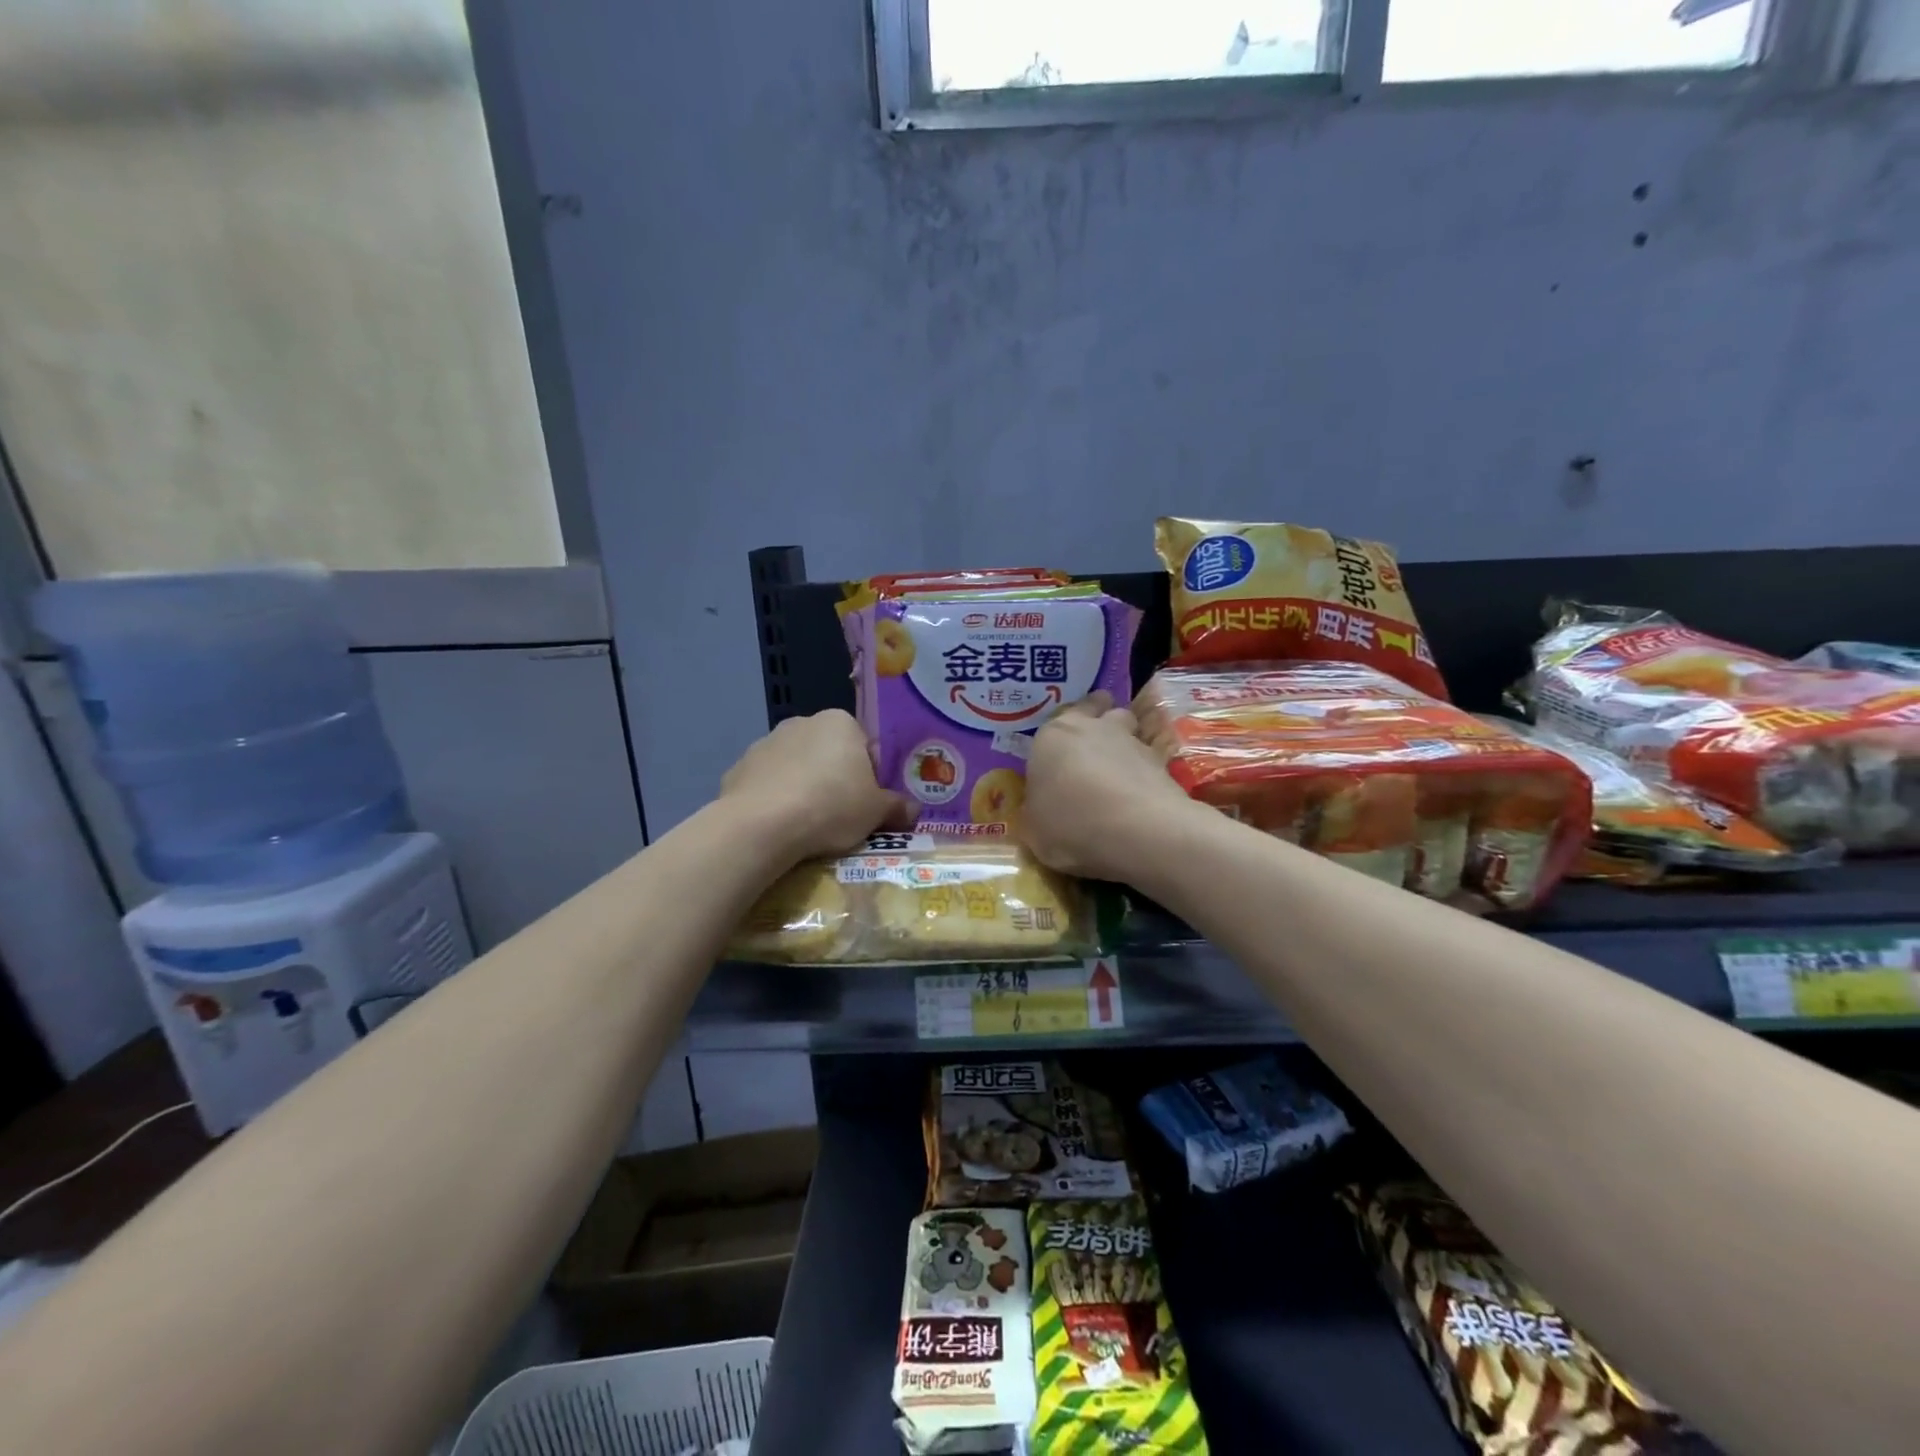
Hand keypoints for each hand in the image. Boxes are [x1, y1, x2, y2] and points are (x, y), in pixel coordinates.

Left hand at [721, 710, 913, 862]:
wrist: (762, 825)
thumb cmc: (831, 806)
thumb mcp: (876, 812)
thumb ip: (897, 807)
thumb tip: (914, 811)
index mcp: (840, 723)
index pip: (865, 747)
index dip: (871, 777)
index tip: (870, 804)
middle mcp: (802, 722)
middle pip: (829, 754)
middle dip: (836, 779)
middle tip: (842, 816)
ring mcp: (766, 743)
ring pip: (796, 767)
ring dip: (804, 787)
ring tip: (809, 825)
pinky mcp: (739, 768)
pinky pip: (768, 784)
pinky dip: (775, 799)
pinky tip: (780, 826)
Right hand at [1020, 692, 1199, 882]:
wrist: (1136, 830)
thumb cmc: (1070, 823)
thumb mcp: (1035, 829)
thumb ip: (1038, 811)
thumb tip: (1044, 811)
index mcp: (1053, 736)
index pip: (1059, 716)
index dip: (1064, 729)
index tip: (1063, 747)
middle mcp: (1093, 728)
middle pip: (1102, 709)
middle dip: (1101, 720)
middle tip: (1095, 747)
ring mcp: (1133, 742)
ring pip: (1130, 731)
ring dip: (1125, 747)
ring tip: (1120, 778)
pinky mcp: (1164, 763)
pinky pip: (1150, 762)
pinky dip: (1145, 776)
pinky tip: (1140, 802)